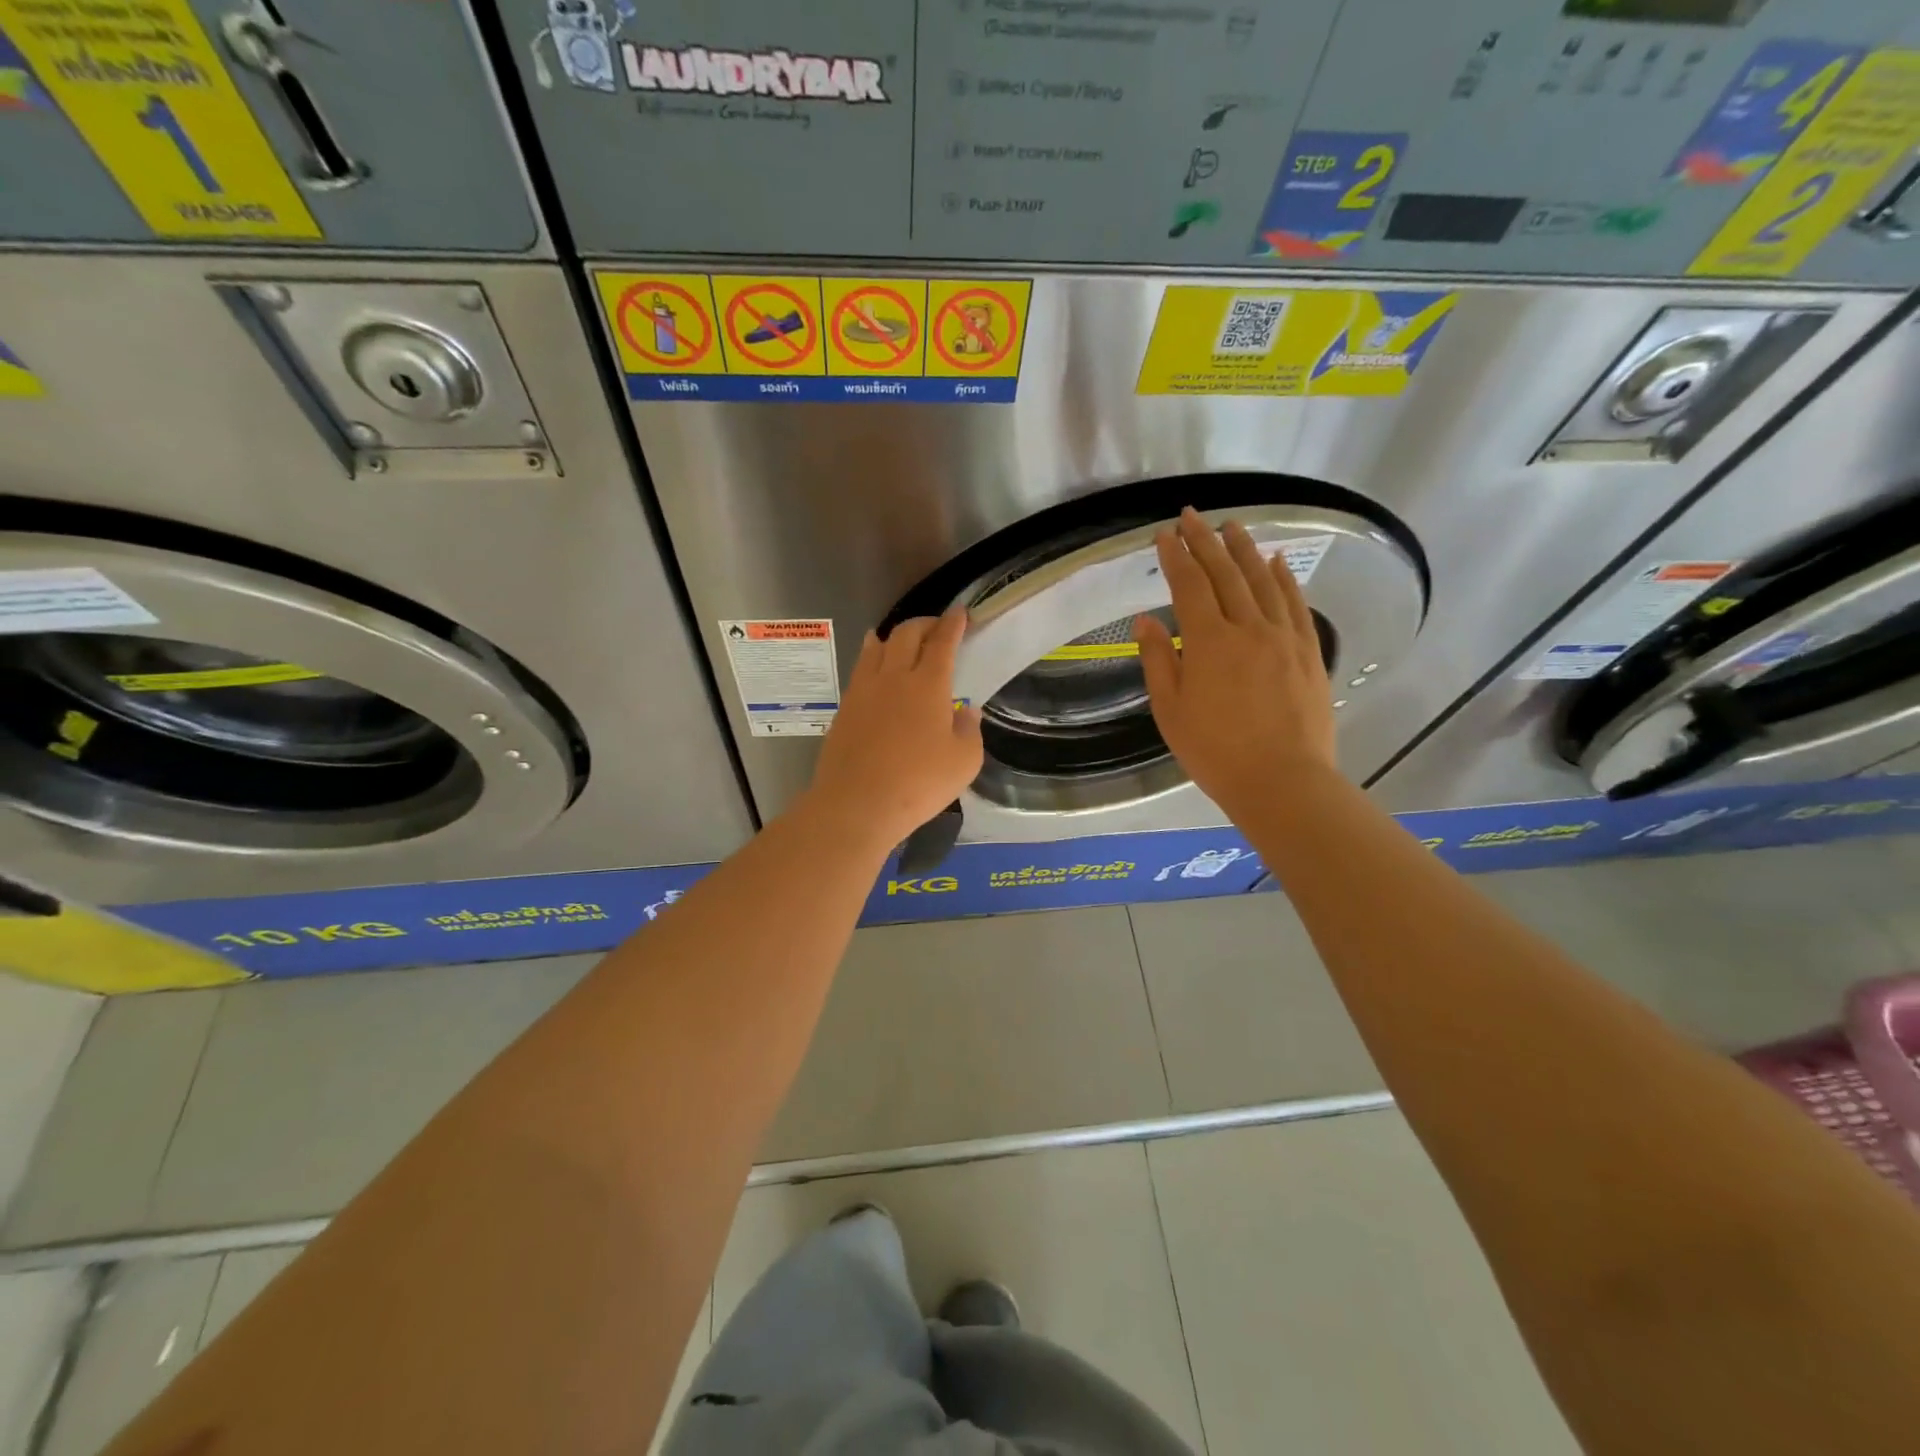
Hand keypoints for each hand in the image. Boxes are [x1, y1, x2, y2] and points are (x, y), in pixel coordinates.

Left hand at [804, 607, 984, 848]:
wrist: (857, 803)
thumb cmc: (919, 784)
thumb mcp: (964, 762)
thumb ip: (969, 730)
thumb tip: (965, 711)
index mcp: (929, 685)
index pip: (942, 642)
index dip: (953, 624)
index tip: (960, 613)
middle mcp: (895, 676)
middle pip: (907, 633)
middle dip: (925, 623)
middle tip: (936, 628)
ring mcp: (864, 690)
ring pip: (877, 646)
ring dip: (894, 636)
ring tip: (902, 639)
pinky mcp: (845, 707)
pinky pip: (861, 668)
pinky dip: (872, 656)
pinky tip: (875, 666)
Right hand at [1135, 508, 1337, 819]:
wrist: (1283, 781)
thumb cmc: (1215, 752)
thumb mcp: (1171, 711)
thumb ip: (1158, 661)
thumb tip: (1146, 620)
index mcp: (1208, 642)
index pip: (1188, 586)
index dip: (1174, 557)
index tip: (1164, 534)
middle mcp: (1247, 628)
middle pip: (1224, 574)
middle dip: (1205, 541)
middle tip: (1192, 516)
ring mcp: (1283, 637)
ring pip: (1262, 581)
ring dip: (1244, 549)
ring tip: (1232, 526)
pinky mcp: (1307, 651)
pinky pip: (1294, 603)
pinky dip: (1284, 578)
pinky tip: (1276, 562)